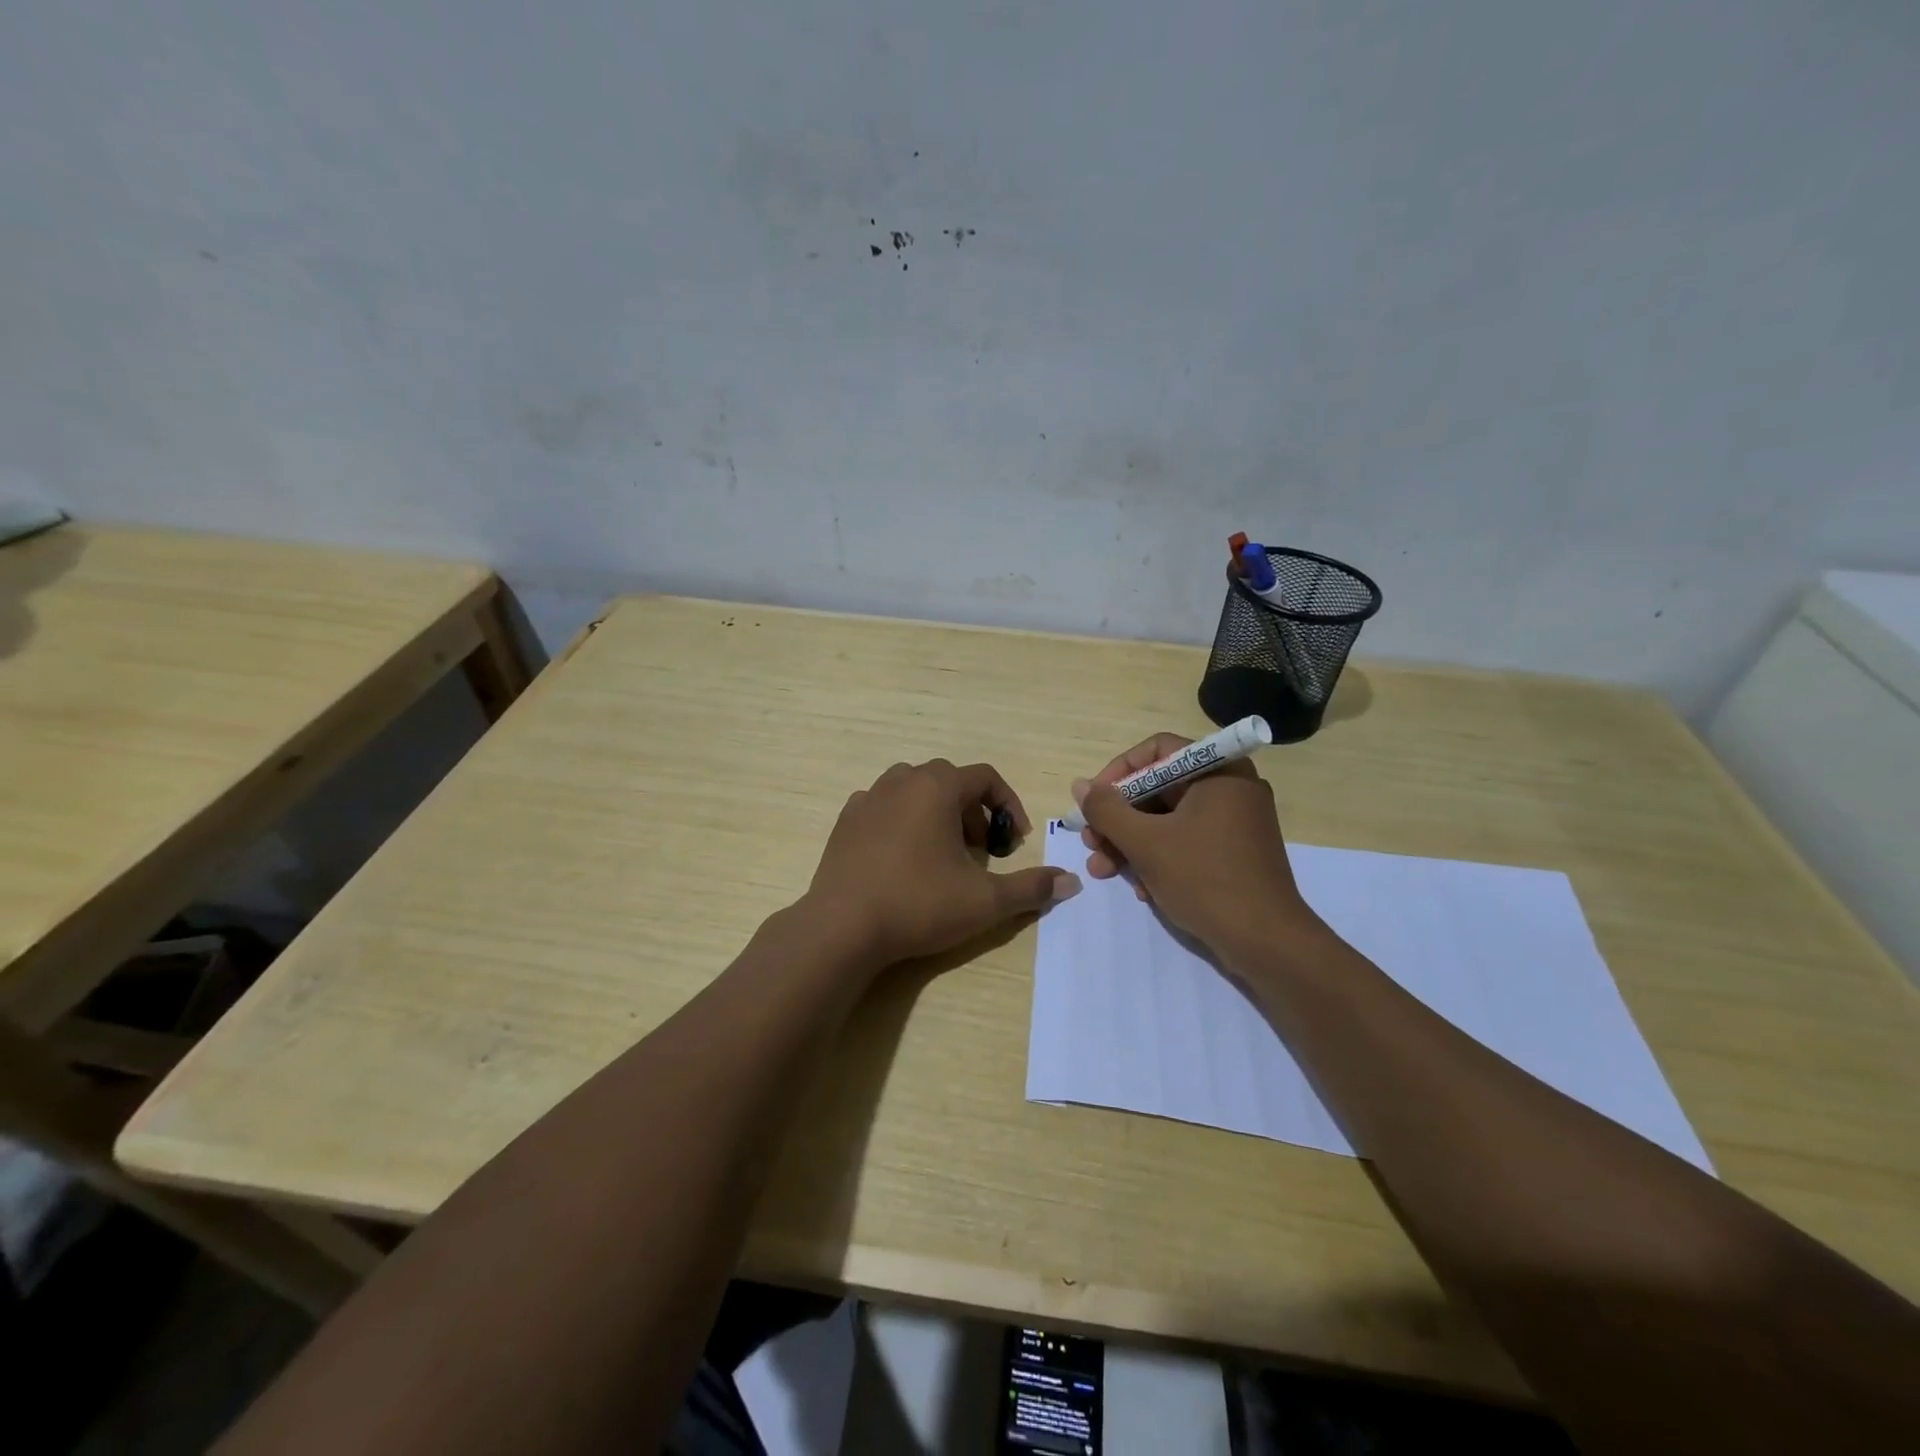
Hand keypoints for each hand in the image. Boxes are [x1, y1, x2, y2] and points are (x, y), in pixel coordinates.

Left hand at [804, 759, 1080, 969]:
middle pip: (950, 781)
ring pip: (915, 790)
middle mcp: (901, 780)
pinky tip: (903, 859)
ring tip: (943, 853)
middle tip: (981, 851)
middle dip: (974, 811)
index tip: (1014, 841)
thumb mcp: (985, 901)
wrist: (842, 928)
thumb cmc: (919, 904)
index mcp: (937, 786)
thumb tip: (1071, 882)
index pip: (985, 777)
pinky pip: (885, 807)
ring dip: (937, 813)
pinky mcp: (845, 820)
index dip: (1008, 805)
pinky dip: (903, 822)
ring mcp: (868, 797)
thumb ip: (1031, 888)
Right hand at [1073, 733, 1317, 963]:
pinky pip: (1187, 841)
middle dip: (1119, 819)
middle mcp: (1230, 788)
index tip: (1093, 802)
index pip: (1156, 751)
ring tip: (1104, 872)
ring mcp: (1236, 822)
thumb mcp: (1146, 843)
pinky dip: (1159, 858)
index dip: (1117, 773)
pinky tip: (1141, 889)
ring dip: (1131, 843)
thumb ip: (1107, 810)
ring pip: (1169, 819)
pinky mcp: (1235, 852)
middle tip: (1091, 844)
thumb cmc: (1205, 880)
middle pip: (1159, 788)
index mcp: (1218, 771)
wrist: (1267, 943)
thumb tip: (1080, 785)